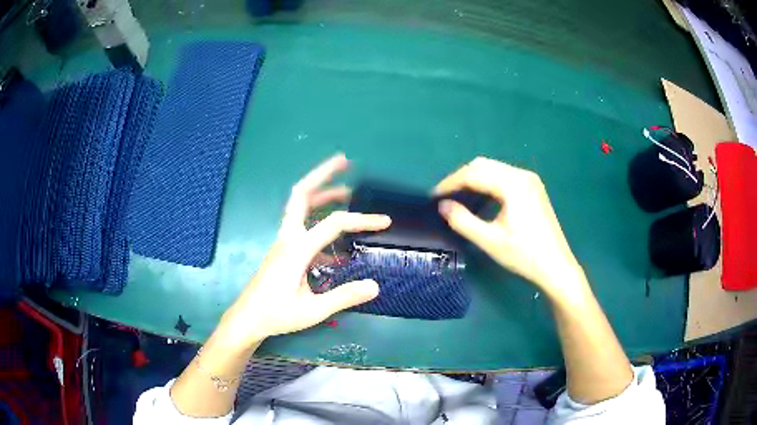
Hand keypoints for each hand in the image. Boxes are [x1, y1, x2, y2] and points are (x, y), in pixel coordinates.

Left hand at [218, 154, 390, 350]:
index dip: (361, 220)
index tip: (385, 222)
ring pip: (300, 206)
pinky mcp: (283, 250)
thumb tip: (375, 285)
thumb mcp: (313, 310)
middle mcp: (288, 237)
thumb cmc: (277, 314)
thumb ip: (344, 297)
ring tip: (345, 190)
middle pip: (302, 194)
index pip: (334, 224)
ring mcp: (283, 241)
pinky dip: (318, 218)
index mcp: (297, 249)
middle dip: (323, 174)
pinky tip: (334, 239)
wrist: (247, 319)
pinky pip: (301, 225)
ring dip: (321, 193)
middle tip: (344, 161)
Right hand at [434, 157, 582, 295]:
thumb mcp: (490, 241)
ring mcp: (530, 180)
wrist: (557, 267)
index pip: (474, 174)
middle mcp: (522, 175)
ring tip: (458, 198)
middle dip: (461, 178)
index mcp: (513, 184)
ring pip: (493, 170)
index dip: (451, 183)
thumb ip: (463, 221)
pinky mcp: (533, 188)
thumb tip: (442, 205)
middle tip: (445, 197)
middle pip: (483, 165)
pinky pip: (504, 177)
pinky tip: (481, 200)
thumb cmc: (524, 255)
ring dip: (474, 180)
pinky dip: (488, 184)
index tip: (434, 197)